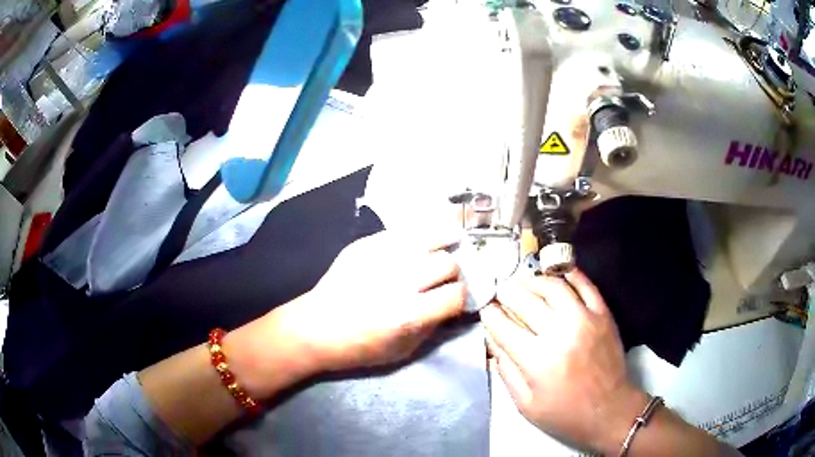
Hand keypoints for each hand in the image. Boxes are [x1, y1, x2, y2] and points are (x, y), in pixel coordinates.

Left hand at [271, 230, 465, 373]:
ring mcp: (380, 258)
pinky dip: (419, 236)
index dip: (461, 297)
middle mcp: (398, 282)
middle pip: (447, 263)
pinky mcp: (365, 245)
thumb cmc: (359, 347)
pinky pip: (403, 231)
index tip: (455, 299)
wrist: (314, 328)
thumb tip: (453, 303)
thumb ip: (433, 326)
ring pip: (429, 237)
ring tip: (449, 243)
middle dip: (453, 272)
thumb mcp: (403, 351)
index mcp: (408, 315)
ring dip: (443, 243)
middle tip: (444, 278)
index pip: (456, 294)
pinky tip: (421, 241)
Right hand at [480, 270, 648, 452]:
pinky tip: (556, 274)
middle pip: (526, 301)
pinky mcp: (603, 314)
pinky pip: (585, 285)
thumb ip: (505, 370)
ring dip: (533, 281)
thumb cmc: (564, 414)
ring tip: (523, 284)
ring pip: (553, 286)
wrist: (610, 410)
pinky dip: (569, 274)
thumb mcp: (525, 404)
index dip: (490, 315)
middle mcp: (561, 333)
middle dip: (507, 293)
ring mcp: (586, 319)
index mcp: (538, 361)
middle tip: (501, 293)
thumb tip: (492, 339)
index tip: (485, 310)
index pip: (504, 327)